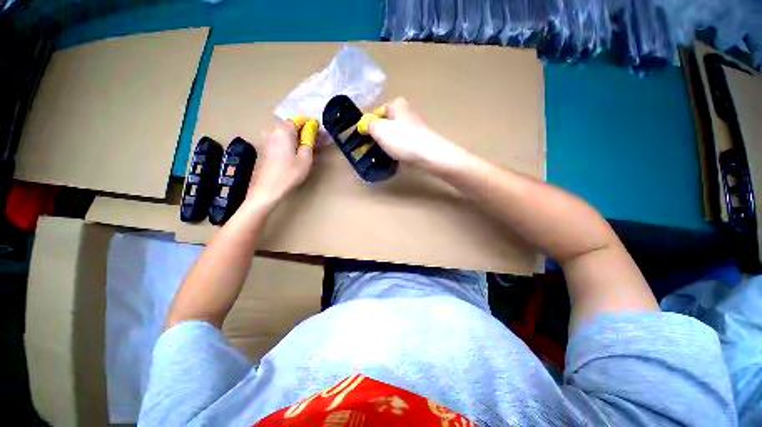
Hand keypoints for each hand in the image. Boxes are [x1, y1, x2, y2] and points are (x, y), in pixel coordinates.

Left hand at [245, 121, 312, 208]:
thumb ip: (309, 142)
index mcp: (283, 131)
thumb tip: (311, 132)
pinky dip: (287, 144)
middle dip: (302, 131)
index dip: (309, 124)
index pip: (298, 120)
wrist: (267, 189)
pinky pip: (278, 141)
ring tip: (304, 149)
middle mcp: (272, 131)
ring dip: (294, 139)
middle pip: (290, 126)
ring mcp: (265, 140)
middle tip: (313, 142)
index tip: (318, 131)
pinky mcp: (263, 149)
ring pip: (284, 134)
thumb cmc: (289, 174)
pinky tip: (292, 155)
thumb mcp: (305, 159)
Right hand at [368, 98, 467, 169]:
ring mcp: (415, 127)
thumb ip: (368, 124)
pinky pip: (403, 144)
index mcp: (397, 105)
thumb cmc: (402, 140)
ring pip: (395, 135)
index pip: (377, 112)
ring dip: (387, 144)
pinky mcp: (420, 141)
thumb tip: (363, 123)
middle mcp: (407, 113)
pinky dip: (398, 150)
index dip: (369, 125)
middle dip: (378, 136)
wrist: (429, 155)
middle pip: (386, 124)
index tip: (365, 138)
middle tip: (372, 148)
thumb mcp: (379, 129)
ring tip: (383, 154)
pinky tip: (396, 157)